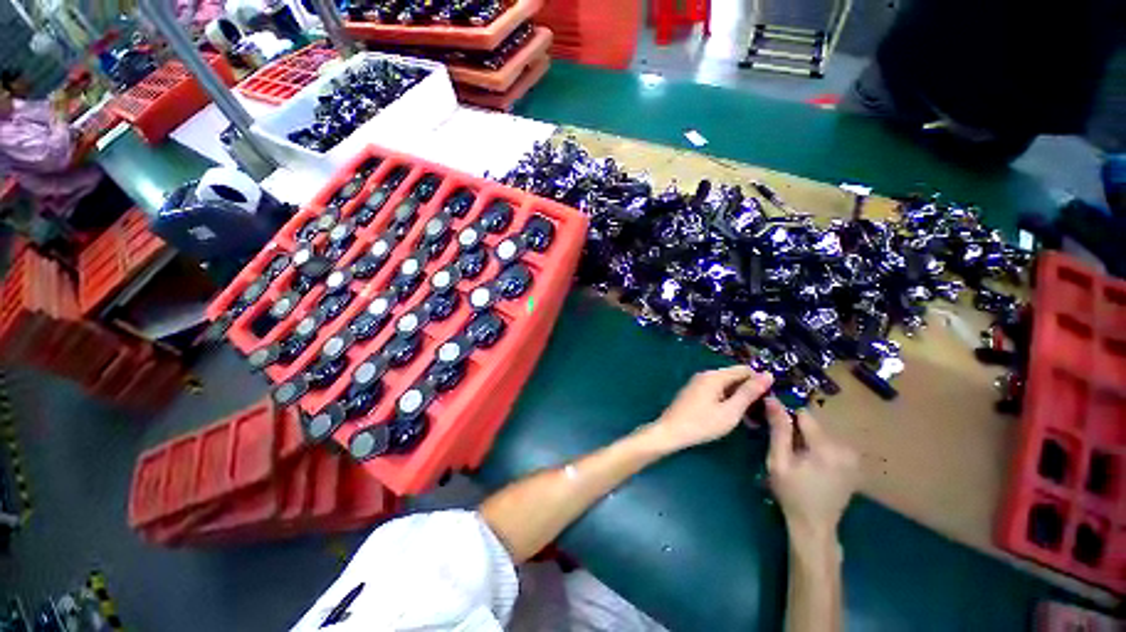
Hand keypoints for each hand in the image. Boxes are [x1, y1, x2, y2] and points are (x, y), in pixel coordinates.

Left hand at [647, 366, 773, 452]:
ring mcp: (698, 384)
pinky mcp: (695, 393)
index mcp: (714, 376)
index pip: (745, 370)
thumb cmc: (702, 423)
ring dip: (740, 400)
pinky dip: (728, 402)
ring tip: (751, 421)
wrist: (670, 432)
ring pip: (727, 387)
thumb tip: (768, 375)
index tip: (770, 402)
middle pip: (735, 378)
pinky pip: (717, 392)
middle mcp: (706, 375)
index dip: (760, 383)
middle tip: (761, 416)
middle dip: (750, 393)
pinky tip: (733, 418)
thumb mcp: (730, 411)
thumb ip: (749, 393)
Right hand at [766, 399, 858, 541]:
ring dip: (807, 439)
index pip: (803, 415)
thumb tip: (772, 399)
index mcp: (826, 447)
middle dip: (797, 431)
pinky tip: (810, 464)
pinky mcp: (854, 463)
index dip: (786, 418)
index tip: (775, 428)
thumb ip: (778, 430)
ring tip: (797, 458)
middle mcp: (845, 447)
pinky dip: (818, 447)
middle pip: (814, 424)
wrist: (815, 525)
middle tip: (785, 449)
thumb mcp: (778, 461)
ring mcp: (853, 456)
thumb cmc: (792, 493)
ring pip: (821, 433)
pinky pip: (830, 443)